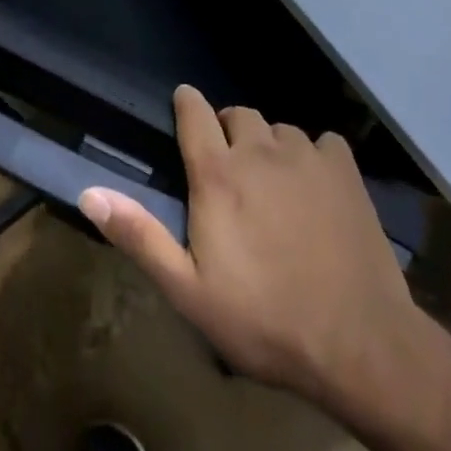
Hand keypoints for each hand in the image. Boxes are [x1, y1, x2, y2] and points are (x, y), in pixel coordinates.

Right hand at [79, 86, 438, 431]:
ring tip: (276, 185)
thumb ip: (140, 236)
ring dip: (272, 147)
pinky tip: (319, 189)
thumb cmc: (265, 321)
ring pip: (280, 129)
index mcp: (217, 173)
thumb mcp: (190, 292)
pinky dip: (317, 157)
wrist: (361, 346)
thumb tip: (89, 193)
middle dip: (229, 132)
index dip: (186, 105)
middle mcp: (258, 149)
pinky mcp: (344, 171)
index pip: (193, 110)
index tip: (185, 112)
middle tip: (232, 172)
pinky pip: (324, 142)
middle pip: (238, 114)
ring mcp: (305, 156)